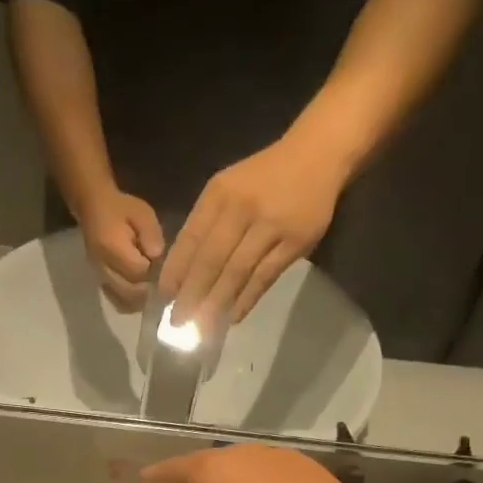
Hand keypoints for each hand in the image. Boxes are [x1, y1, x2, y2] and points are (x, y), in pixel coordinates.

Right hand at [76, 189, 163, 310]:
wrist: (92, 208)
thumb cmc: (120, 208)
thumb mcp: (142, 213)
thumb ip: (151, 235)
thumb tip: (156, 257)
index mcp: (112, 247)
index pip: (137, 271)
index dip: (152, 271)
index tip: (159, 263)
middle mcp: (103, 266)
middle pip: (129, 291)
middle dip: (147, 289)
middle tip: (157, 281)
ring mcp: (99, 276)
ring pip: (122, 301)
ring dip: (139, 299)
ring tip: (150, 290)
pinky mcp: (99, 281)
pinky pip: (115, 301)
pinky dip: (129, 302)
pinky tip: (138, 295)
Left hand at [158, 138, 345, 334]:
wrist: (319, 153)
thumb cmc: (264, 178)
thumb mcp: (228, 189)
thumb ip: (205, 224)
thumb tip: (182, 273)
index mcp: (219, 194)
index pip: (190, 239)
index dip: (175, 272)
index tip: (164, 298)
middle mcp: (242, 208)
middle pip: (210, 260)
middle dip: (191, 295)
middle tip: (177, 322)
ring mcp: (270, 225)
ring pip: (236, 272)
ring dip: (216, 303)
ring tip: (200, 328)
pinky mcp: (295, 241)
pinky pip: (265, 276)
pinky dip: (246, 299)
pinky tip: (232, 317)